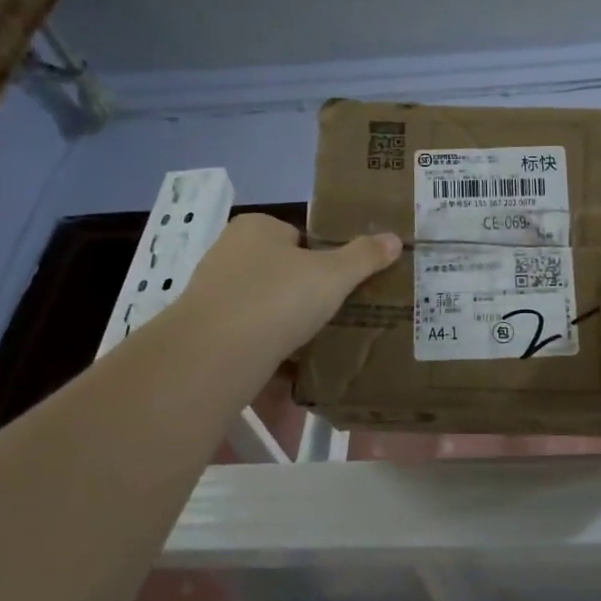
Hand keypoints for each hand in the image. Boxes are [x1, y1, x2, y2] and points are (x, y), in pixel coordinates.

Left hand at [174, 215, 400, 363]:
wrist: (215, 353)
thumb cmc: (278, 298)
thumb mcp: (333, 275)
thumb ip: (364, 257)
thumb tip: (394, 238)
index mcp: (256, 227)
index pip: (297, 236)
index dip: (322, 258)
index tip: (341, 284)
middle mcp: (228, 252)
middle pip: (280, 272)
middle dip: (303, 295)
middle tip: (334, 315)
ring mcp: (213, 293)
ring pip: (263, 307)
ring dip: (285, 326)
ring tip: (317, 346)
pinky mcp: (205, 331)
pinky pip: (248, 337)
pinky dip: (268, 352)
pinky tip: (290, 373)